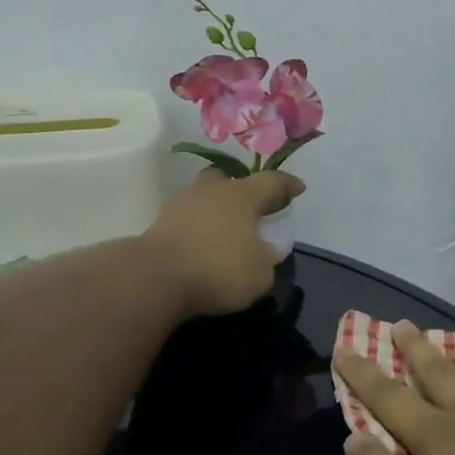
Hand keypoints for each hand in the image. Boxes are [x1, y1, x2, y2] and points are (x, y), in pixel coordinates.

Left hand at [142, 169, 303, 317]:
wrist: (156, 276)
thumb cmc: (218, 269)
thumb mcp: (260, 274)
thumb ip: (267, 260)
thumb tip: (264, 251)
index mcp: (242, 196)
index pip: (271, 182)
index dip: (287, 185)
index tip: (298, 188)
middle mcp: (212, 191)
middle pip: (228, 179)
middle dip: (242, 188)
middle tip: (252, 206)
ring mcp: (182, 203)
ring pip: (205, 196)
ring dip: (216, 209)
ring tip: (226, 229)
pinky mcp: (161, 222)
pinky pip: (188, 218)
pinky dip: (198, 226)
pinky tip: (203, 242)